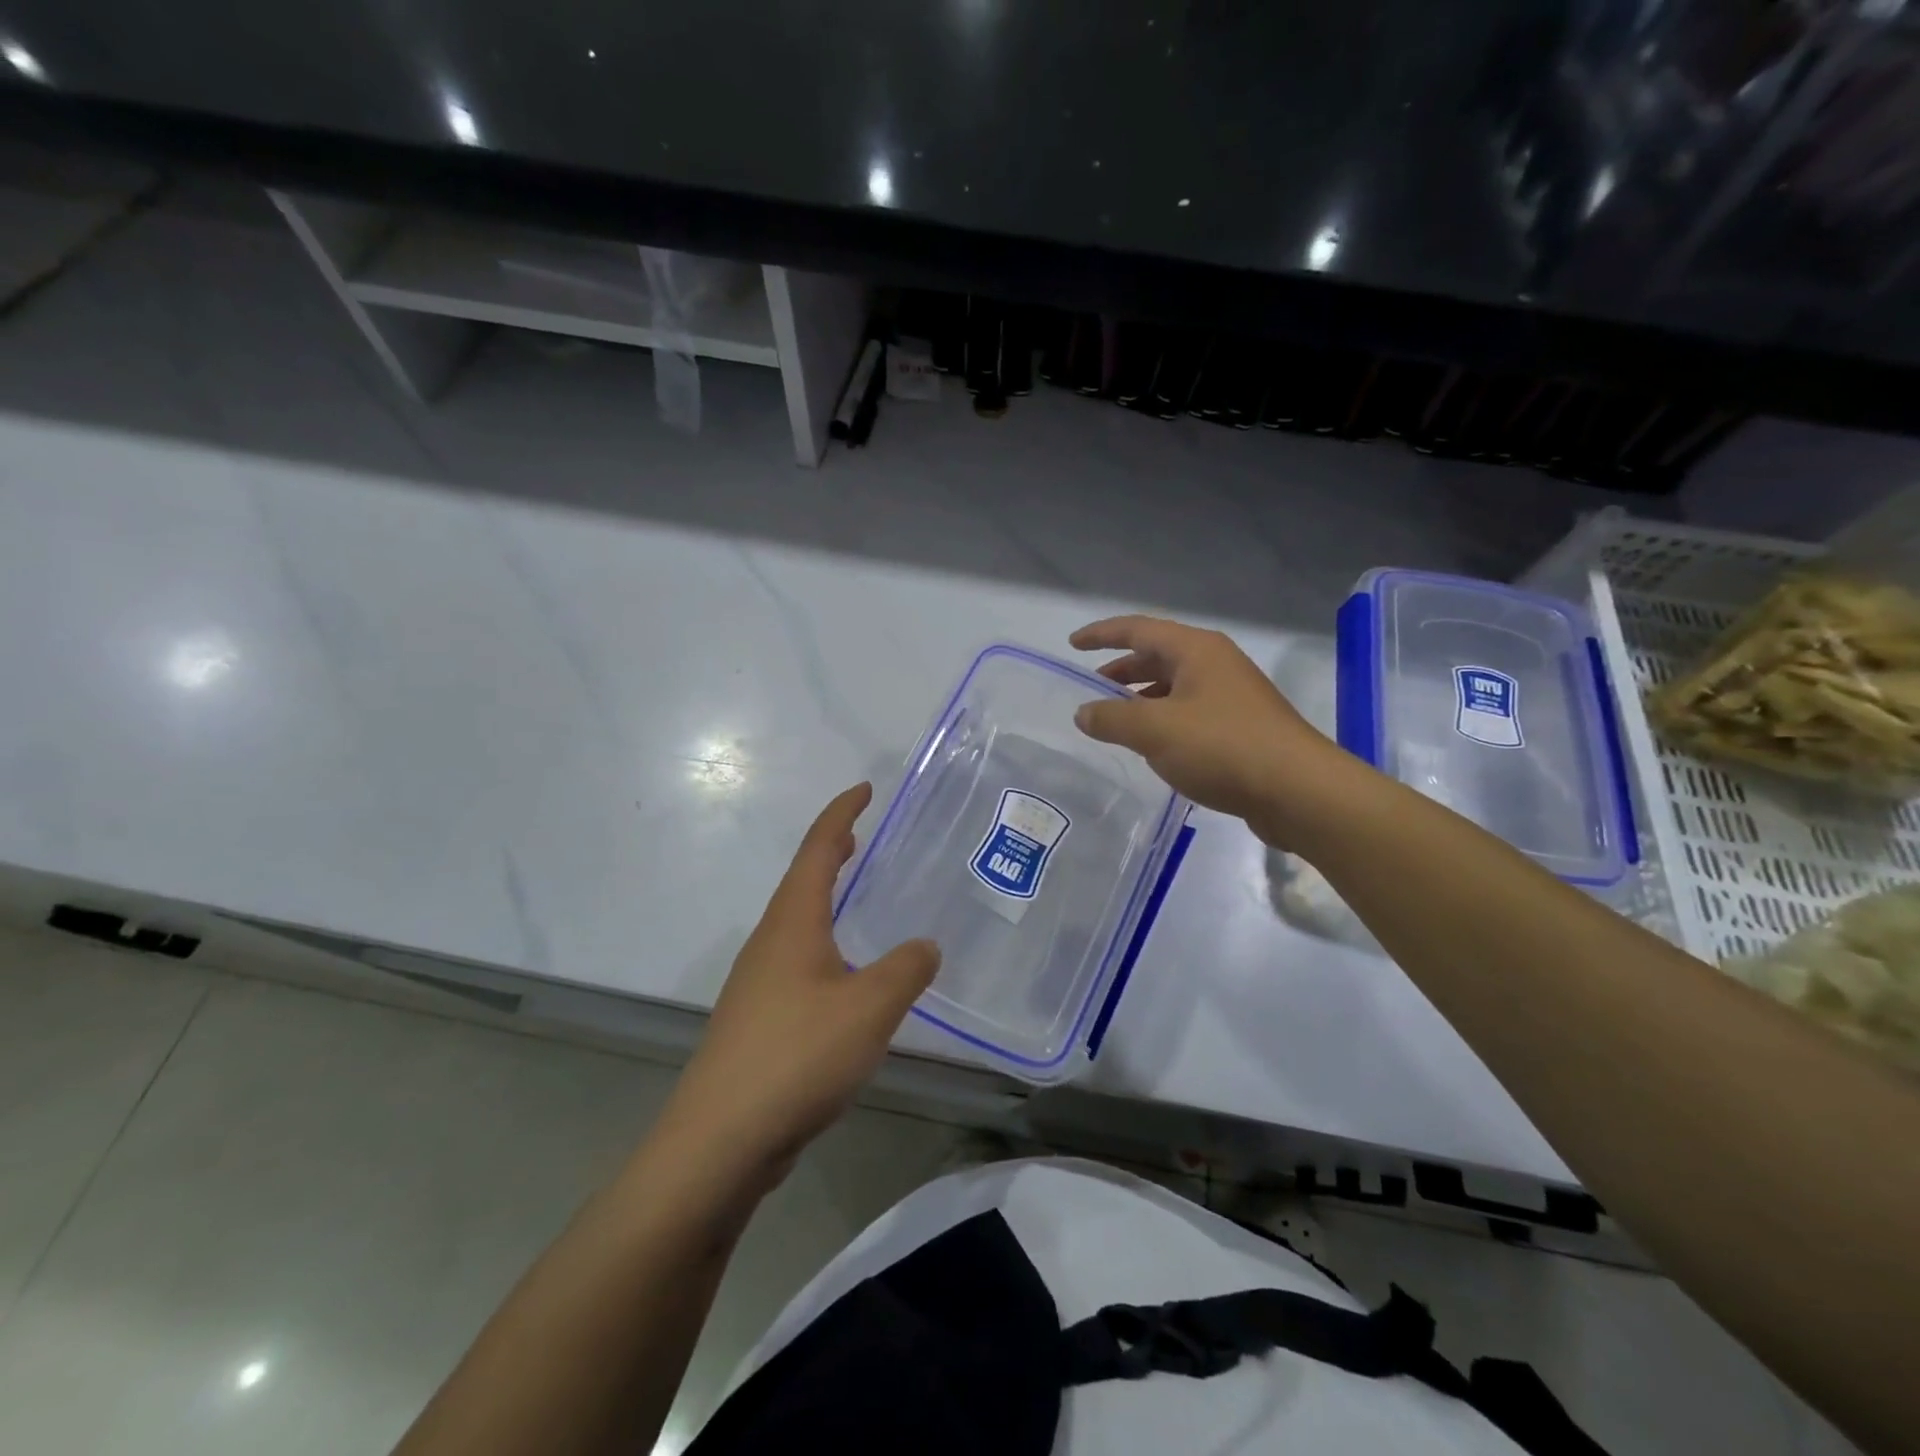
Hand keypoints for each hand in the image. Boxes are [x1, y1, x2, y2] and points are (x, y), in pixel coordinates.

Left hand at [651, 783, 939, 1196]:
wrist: (719, 1141)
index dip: (841, 814)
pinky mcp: (759, 1021)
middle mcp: (770, 942)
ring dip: (825, 900)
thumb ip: (905, 970)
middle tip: (862, 836)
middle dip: (831, 852)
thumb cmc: (797, 1056)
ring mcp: (759, 983)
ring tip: (857, 900)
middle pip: (802, 881)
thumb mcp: (869, 1007)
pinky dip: (825, 946)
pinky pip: (798, 963)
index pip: (818, 849)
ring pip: (798, 924)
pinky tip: (846, 979)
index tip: (864, 789)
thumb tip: (924, 945)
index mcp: (792, 923)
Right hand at [1070, 615, 1351, 844]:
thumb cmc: (1223, 747)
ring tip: (1116, 722)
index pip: (1138, 629)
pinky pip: (1190, 712)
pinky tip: (1153, 747)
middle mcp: (1215, 664)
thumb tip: (1084, 712)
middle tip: (1092, 690)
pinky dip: (1163, 720)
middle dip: (1122, 670)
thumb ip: (1111, 718)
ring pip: (1175, 686)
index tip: (1073, 644)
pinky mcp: (1241, 727)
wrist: (1298, 791)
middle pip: (1158, 656)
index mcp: (1196, 650)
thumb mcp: (1155, 731)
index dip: (1102, 634)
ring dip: (1142, 698)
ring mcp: (1232, 695)